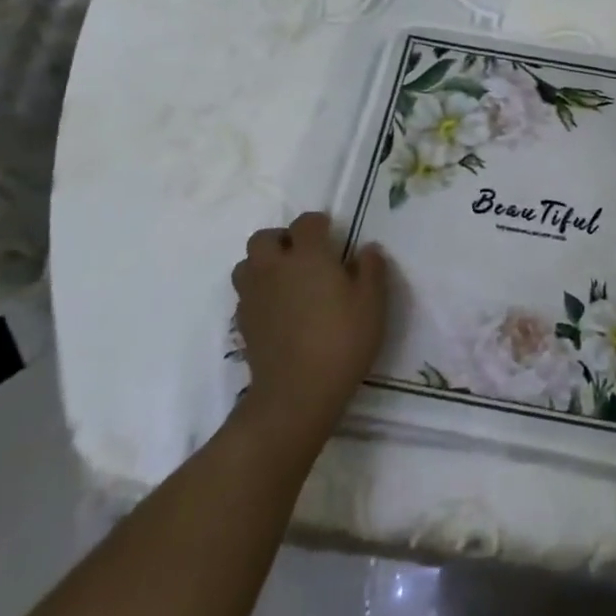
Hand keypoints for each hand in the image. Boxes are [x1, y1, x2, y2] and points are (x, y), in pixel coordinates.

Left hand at [231, 212, 388, 447]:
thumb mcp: (372, 303)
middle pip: (264, 238)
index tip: (332, 236)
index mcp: (307, 255)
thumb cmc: (341, 340)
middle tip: (304, 256)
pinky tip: (278, 310)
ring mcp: (254, 296)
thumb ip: (371, 269)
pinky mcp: (243, 323)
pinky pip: (245, 295)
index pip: (306, 222)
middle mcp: (274, 268)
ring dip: (263, 265)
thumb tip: (367, 249)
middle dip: (282, 240)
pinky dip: (259, 293)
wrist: (296, 394)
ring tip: (286, 281)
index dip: (319, 224)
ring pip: (247, 265)